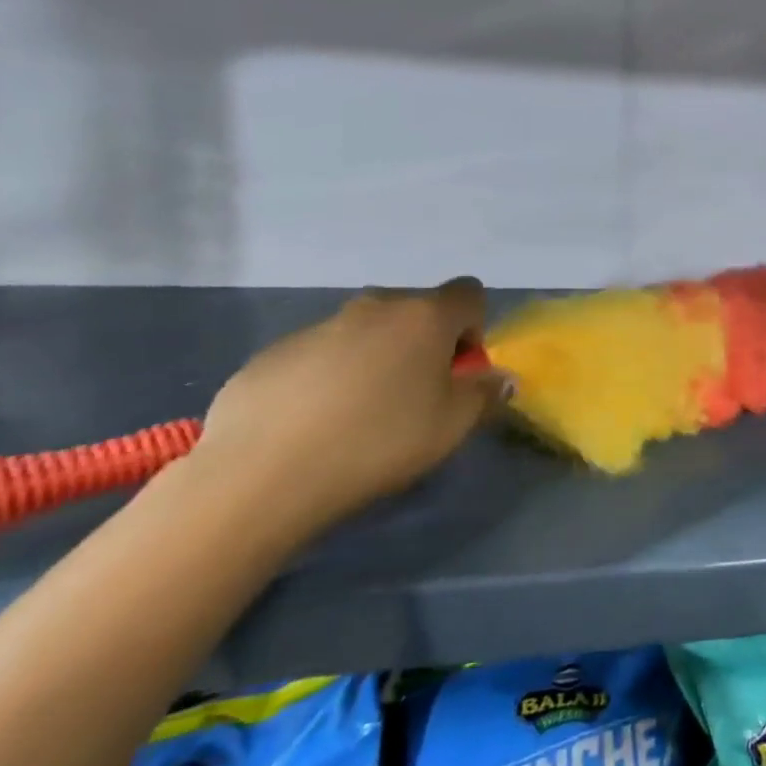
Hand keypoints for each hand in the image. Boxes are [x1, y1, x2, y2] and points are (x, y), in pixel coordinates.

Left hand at [188, 279, 513, 540]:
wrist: (264, 472)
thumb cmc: (380, 440)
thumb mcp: (453, 425)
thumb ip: (485, 394)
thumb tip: (501, 378)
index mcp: (425, 316)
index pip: (469, 294)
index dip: (474, 328)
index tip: (458, 372)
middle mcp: (374, 307)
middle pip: (416, 311)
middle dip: (425, 344)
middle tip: (415, 396)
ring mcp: (319, 326)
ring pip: (366, 332)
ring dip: (377, 360)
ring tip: (360, 416)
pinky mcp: (273, 353)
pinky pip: (321, 355)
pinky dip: (329, 378)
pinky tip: (315, 425)